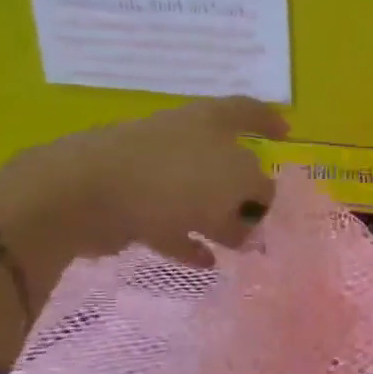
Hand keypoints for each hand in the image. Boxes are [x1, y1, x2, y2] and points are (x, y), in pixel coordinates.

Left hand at [0, 96, 288, 282]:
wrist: (85, 194)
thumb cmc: (173, 177)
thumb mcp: (237, 181)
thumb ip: (258, 192)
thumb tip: (257, 206)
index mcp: (209, 121)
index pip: (248, 111)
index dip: (269, 120)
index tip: (287, 135)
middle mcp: (182, 137)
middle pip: (224, 160)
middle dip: (245, 188)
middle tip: (262, 215)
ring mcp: (152, 169)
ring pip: (197, 194)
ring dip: (218, 219)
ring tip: (239, 247)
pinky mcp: (128, 201)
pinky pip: (169, 222)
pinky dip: (188, 240)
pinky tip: (206, 262)